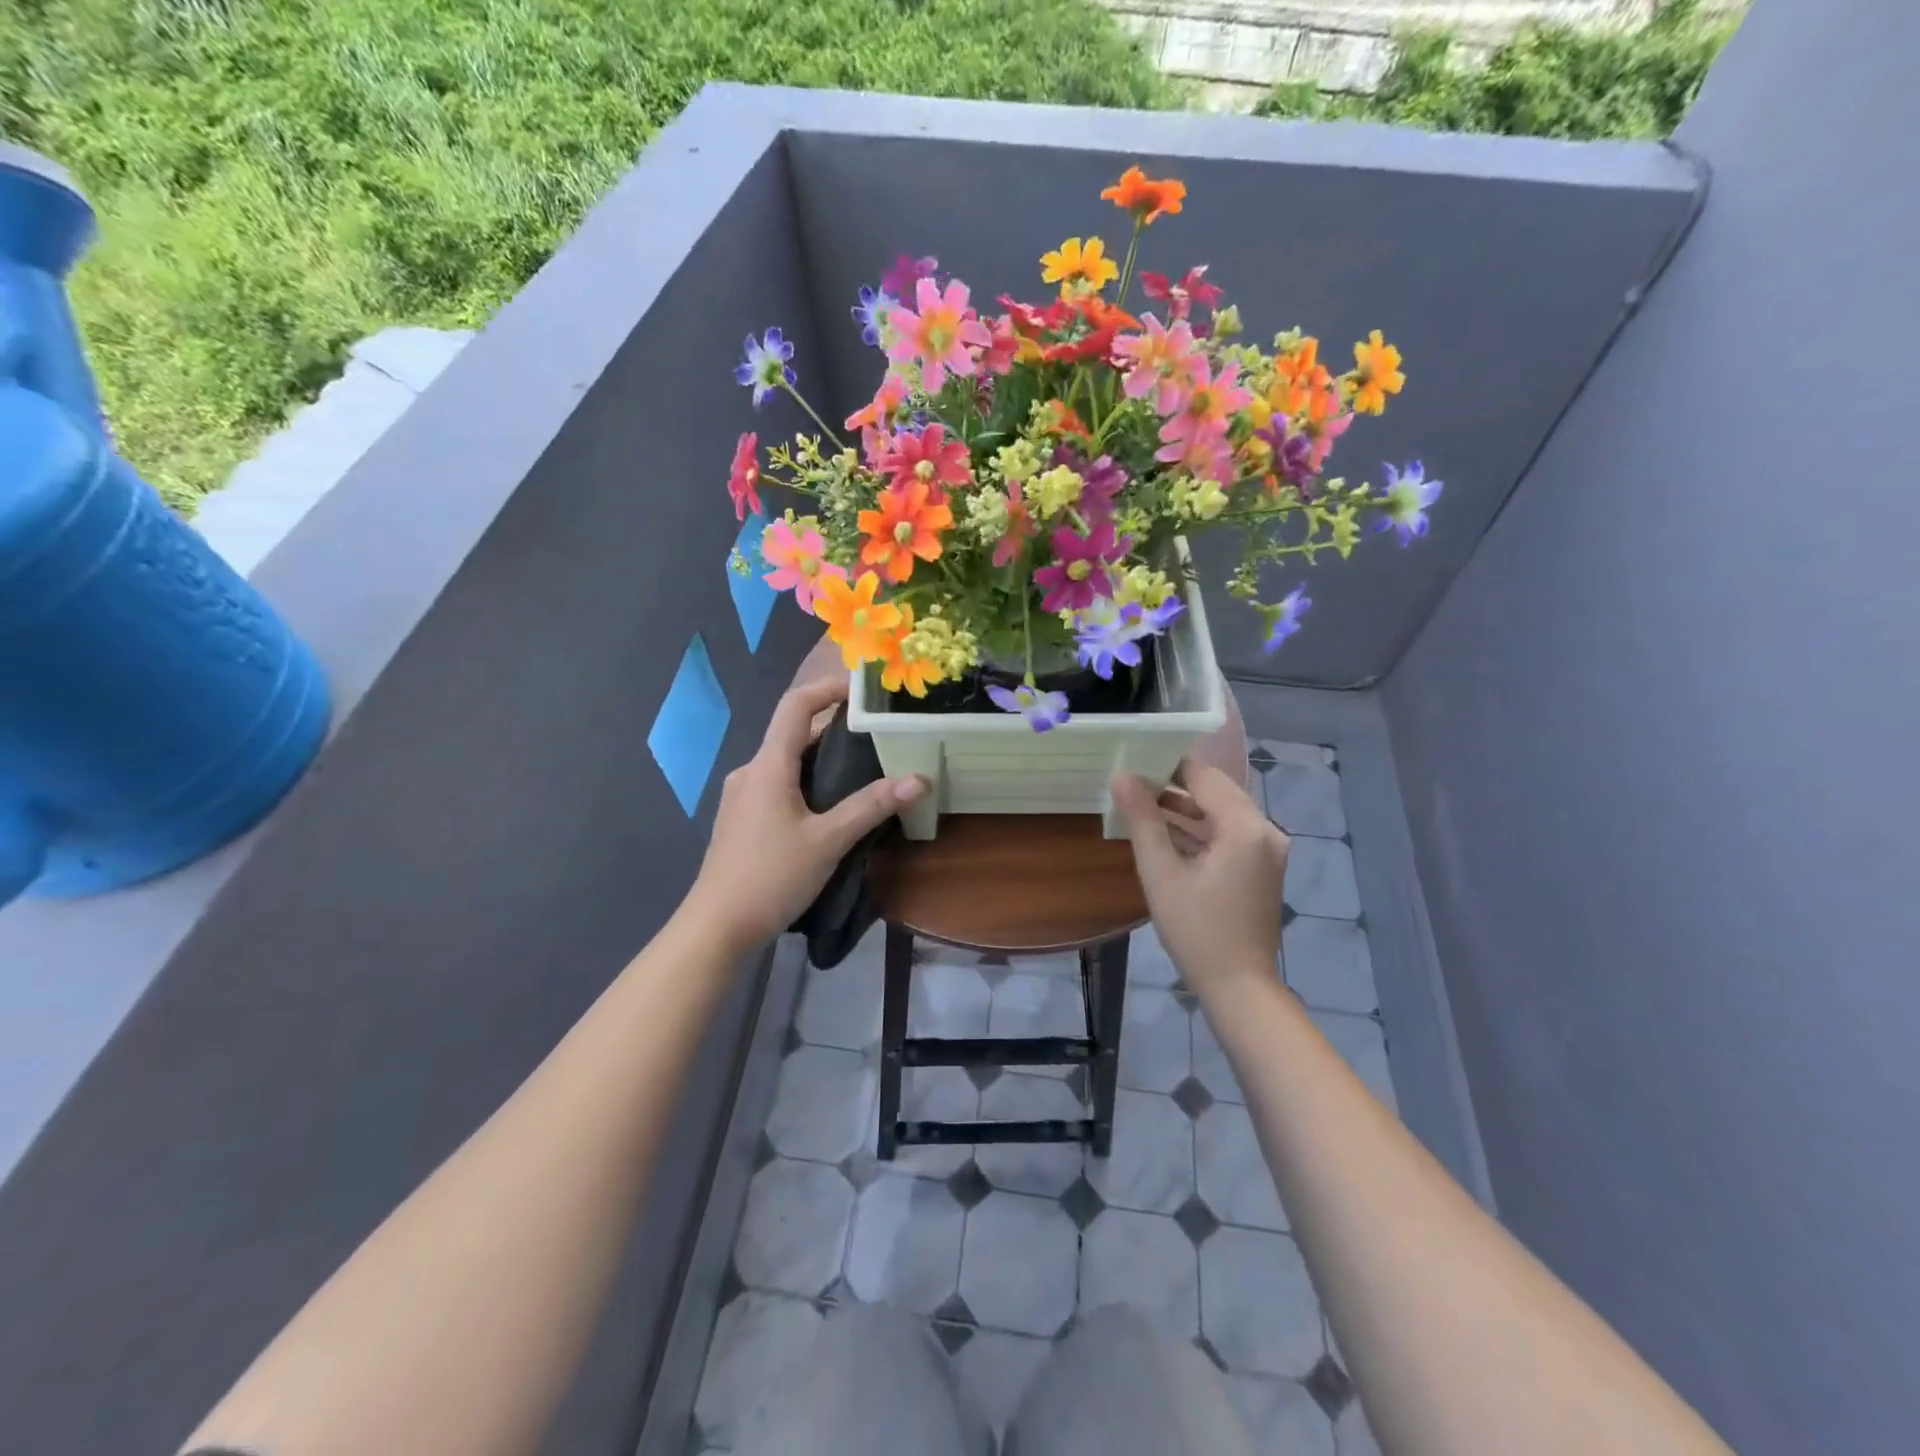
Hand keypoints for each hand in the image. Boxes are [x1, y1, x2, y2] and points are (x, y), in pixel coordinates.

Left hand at [688, 676, 925, 952]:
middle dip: (835, 726)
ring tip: (864, 767)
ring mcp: (743, 796)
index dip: (829, 687)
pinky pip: (779, 784)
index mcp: (768, 766)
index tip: (865, 688)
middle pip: (793, 732)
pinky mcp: (743, 819)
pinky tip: (831, 805)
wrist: (717, 926)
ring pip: (787, 762)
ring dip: (822, 757)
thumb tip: (918, 779)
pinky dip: (808, 781)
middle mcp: (751, 772)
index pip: (796, 704)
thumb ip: (871, 807)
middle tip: (878, 732)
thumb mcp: (827, 841)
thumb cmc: (770, 876)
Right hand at [1111, 762, 1289, 1004]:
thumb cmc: (1196, 931)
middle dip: (1175, 783)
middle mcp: (1265, 830)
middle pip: (1216, 789)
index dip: (1168, 764)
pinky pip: (1229, 832)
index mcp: (1245, 827)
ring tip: (1140, 802)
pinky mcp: (1262, 865)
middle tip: (1133, 779)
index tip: (1133, 759)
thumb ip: (1142, 820)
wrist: (1239, 987)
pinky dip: (1200, 829)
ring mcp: (1267, 849)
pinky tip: (1165, 832)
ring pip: (1222, 811)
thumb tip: (1121, 777)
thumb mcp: (1161, 873)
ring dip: (1185, 807)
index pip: (1204, 775)